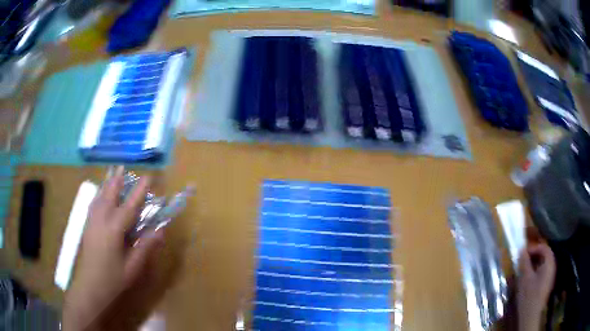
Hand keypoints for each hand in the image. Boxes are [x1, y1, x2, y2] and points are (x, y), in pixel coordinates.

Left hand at [62, 167, 163, 330]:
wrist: (90, 286)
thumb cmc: (113, 279)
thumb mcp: (133, 267)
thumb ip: (146, 247)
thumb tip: (161, 231)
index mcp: (114, 230)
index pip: (129, 206)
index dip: (139, 191)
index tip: (147, 177)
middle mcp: (101, 220)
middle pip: (109, 194)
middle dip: (117, 180)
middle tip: (123, 166)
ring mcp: (92, 221)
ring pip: (100, 197)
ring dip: (107, 184)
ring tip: (112, 174)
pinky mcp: (87, 226)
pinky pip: (94, 204)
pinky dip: (99, 194)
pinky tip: (101, 195)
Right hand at [517, 243, 555, 330]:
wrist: (530, 315)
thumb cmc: (529, 295)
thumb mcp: (525, 278)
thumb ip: (524, 263)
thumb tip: (522, 249)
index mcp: (549, 263)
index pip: (544, 247)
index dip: (533, 248)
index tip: (523, 253)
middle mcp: (552, 267)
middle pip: (545, 255)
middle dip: (534, 256)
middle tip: (523, 260)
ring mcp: (550, 276)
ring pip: (543, 264)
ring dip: (534, 264)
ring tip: (524, 269)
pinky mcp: (546, 284)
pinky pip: (542, 272)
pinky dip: (536, 271)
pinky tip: (528, 279)